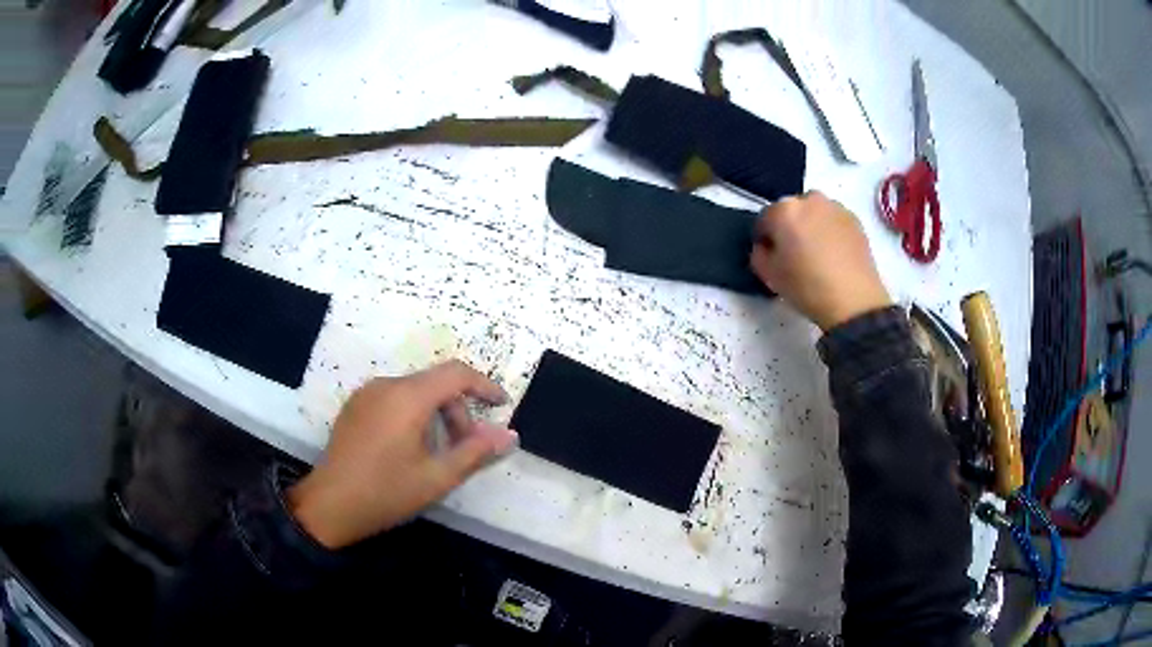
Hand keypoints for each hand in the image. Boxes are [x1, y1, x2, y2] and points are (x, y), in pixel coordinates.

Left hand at [287, 360, 517, 548]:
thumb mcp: (437, 478)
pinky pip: (394, 398)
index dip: (484, 386)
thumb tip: (509, 435)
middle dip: (459, 411)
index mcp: (408, 397)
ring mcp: (366, 393)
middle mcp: (386, 385)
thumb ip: (475, 452)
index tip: (502, 406)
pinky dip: (414, 413)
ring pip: (415, 391)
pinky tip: (410, 447)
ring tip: (438, 452)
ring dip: (437, 414)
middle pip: (435, 384)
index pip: (456, 373)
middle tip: (466, 448)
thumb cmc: (386, 492)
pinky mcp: (355, 406)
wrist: (330, 505)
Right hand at [751, 191, 891, 330]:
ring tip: (817, 252)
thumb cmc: (807, 287)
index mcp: (784, 210)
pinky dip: (830, 230)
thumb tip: (766, 247)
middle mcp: (809, 200)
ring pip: (814, 212)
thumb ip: (758, 255)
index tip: (769, 255)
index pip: (764, 218)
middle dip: (789, 227)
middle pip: (791, 210)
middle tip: (794, 253)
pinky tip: (833, 254)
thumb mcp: (769, 276)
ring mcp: (835, 208)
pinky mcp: (854, 219)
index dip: (764, 238)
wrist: (853, 300)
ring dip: (810, 225)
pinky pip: (833, 220)